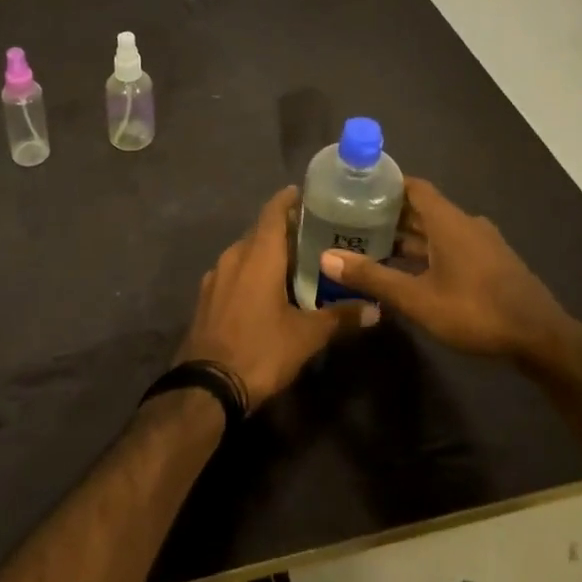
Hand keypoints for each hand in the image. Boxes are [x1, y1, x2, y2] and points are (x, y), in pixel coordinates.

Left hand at [177, 187, 376, 410]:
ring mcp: (215, 276)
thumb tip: (375, 308)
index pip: (273, 211)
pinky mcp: (206, 297)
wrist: (206, 386)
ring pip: (245, 252)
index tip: (307, 195)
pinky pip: (233, 272)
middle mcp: (233, 256)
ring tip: (296, 264)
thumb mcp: (306, 336)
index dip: (288, 199)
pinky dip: (252, 272)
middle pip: (261, 231)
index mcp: (258, 255)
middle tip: (315, 236)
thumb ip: (340, 317)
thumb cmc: (260, 350)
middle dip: (285, 230)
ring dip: (268, 253)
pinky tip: (267, 291)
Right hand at [319, 178, 577, 363]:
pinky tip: (410, 272)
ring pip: (437, 230)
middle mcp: (465, 224)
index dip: (386, 183)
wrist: (542, 340)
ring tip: (374, 246)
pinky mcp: (491, 264)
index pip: (413, 186)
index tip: (357, 188)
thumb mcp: (418, 298)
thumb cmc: (476, 311)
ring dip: (409, 236)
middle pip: (423, 208)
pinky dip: (428, 252)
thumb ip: (373, 277)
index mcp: (448, 221)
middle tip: (354, 221)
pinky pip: (451, 246)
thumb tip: (327, 258)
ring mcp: (481, 244)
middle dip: (390, 213)